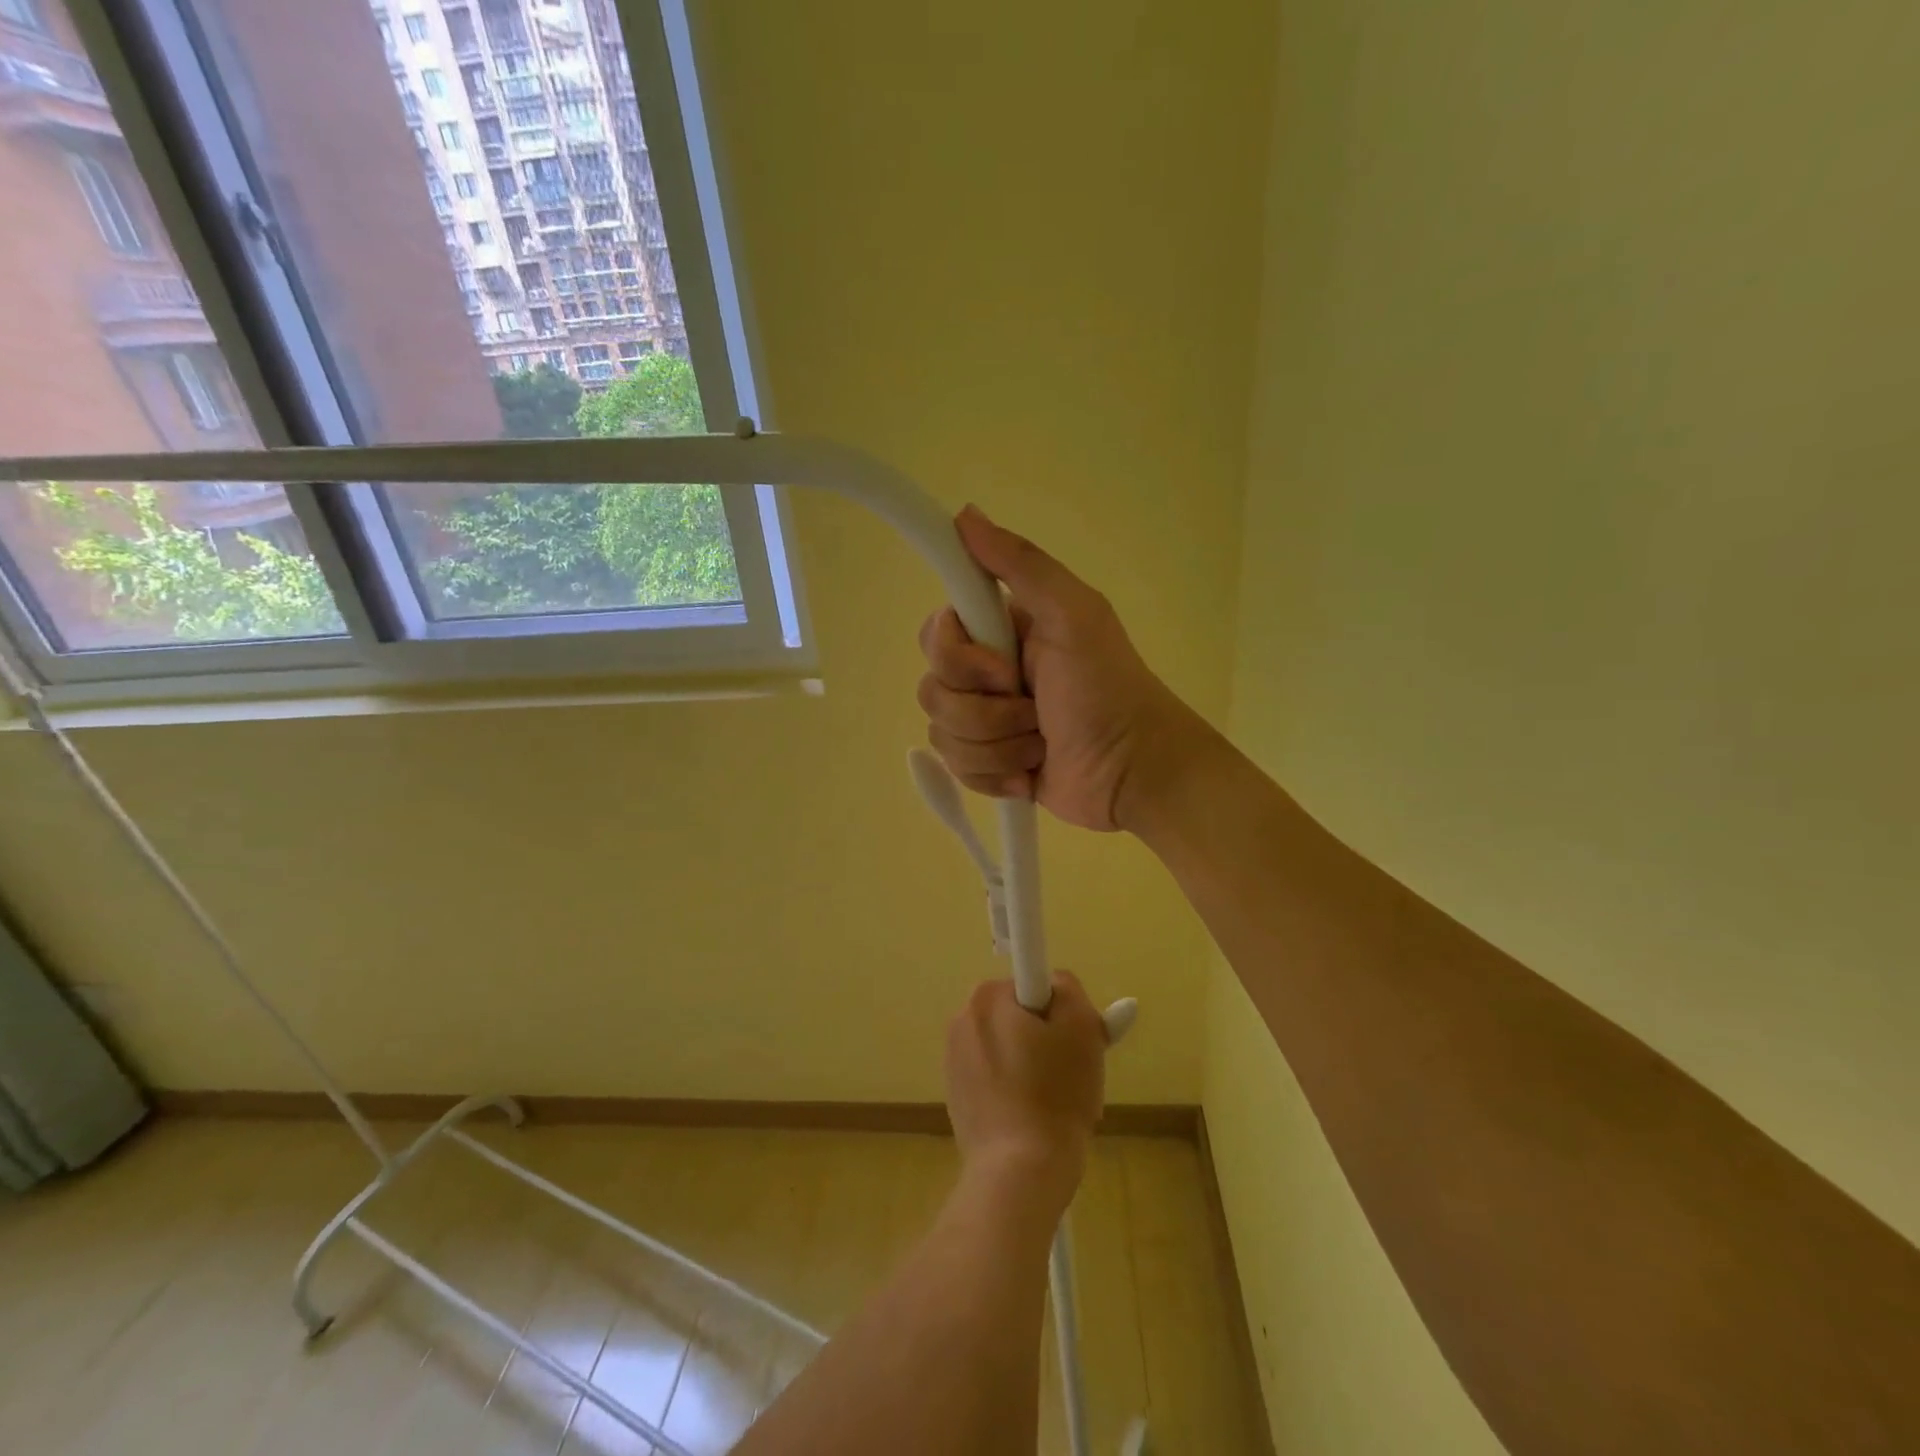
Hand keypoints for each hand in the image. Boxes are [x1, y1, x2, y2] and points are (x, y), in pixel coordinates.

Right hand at [917, 506, 1205, 832]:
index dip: (957, 657)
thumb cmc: (1108, 689)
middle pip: (932, 690)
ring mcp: (988, 725)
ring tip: (1040, 745)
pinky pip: (958, 771)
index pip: (935, 635)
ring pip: (943, 735)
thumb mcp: (1073, 614)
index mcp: (1002, 633)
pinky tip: (1031, 774)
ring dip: (998, 746)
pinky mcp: (991, 767)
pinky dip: (996, 775)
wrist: (1135, 771)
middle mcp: (988, 675)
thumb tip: (965, 514)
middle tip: (1034, 710)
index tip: (1003, 668)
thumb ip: (1021, 564)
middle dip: (985, 711)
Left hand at [945, 973, 1107, 1212]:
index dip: (1060, 1012)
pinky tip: (1034, 1120)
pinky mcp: (955, 1096)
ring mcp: (953, 1060)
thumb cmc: (1056, 1093)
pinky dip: (1016, 1091)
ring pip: (1010, 1049)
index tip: (1071, 1042)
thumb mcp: (1081, 1028)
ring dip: (1034, 1067)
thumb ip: (1070, 991)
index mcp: (986, 998)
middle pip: (1021, 1017)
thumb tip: (1057, 985)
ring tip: (1056, 1103)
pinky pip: (996, 1078)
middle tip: (1072, 1073)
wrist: (1019, 1173)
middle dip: (1048, 1039)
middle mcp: (961, 1020)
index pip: (1034, 985)